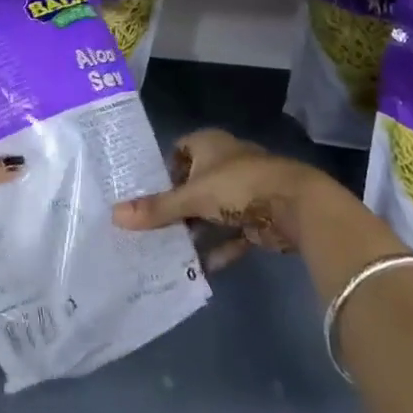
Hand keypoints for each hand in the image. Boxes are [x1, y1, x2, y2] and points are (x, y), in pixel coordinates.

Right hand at [112, 128, 330, 269]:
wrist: (298, 206)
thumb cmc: (238, 186)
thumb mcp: (192, 197)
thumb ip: (157, 209)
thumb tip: (114, 215)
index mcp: (210, 144)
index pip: (179, 149)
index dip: (163, 169)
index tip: (144, 193)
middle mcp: (226, 162)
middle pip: (194, 183)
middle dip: (176, 206)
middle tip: (149, 227)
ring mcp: (245, 190)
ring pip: (212, 210)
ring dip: (196, 230)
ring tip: (168, 250)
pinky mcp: (259, 216)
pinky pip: (232, 233)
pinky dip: (219, 248)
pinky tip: (200, 268)